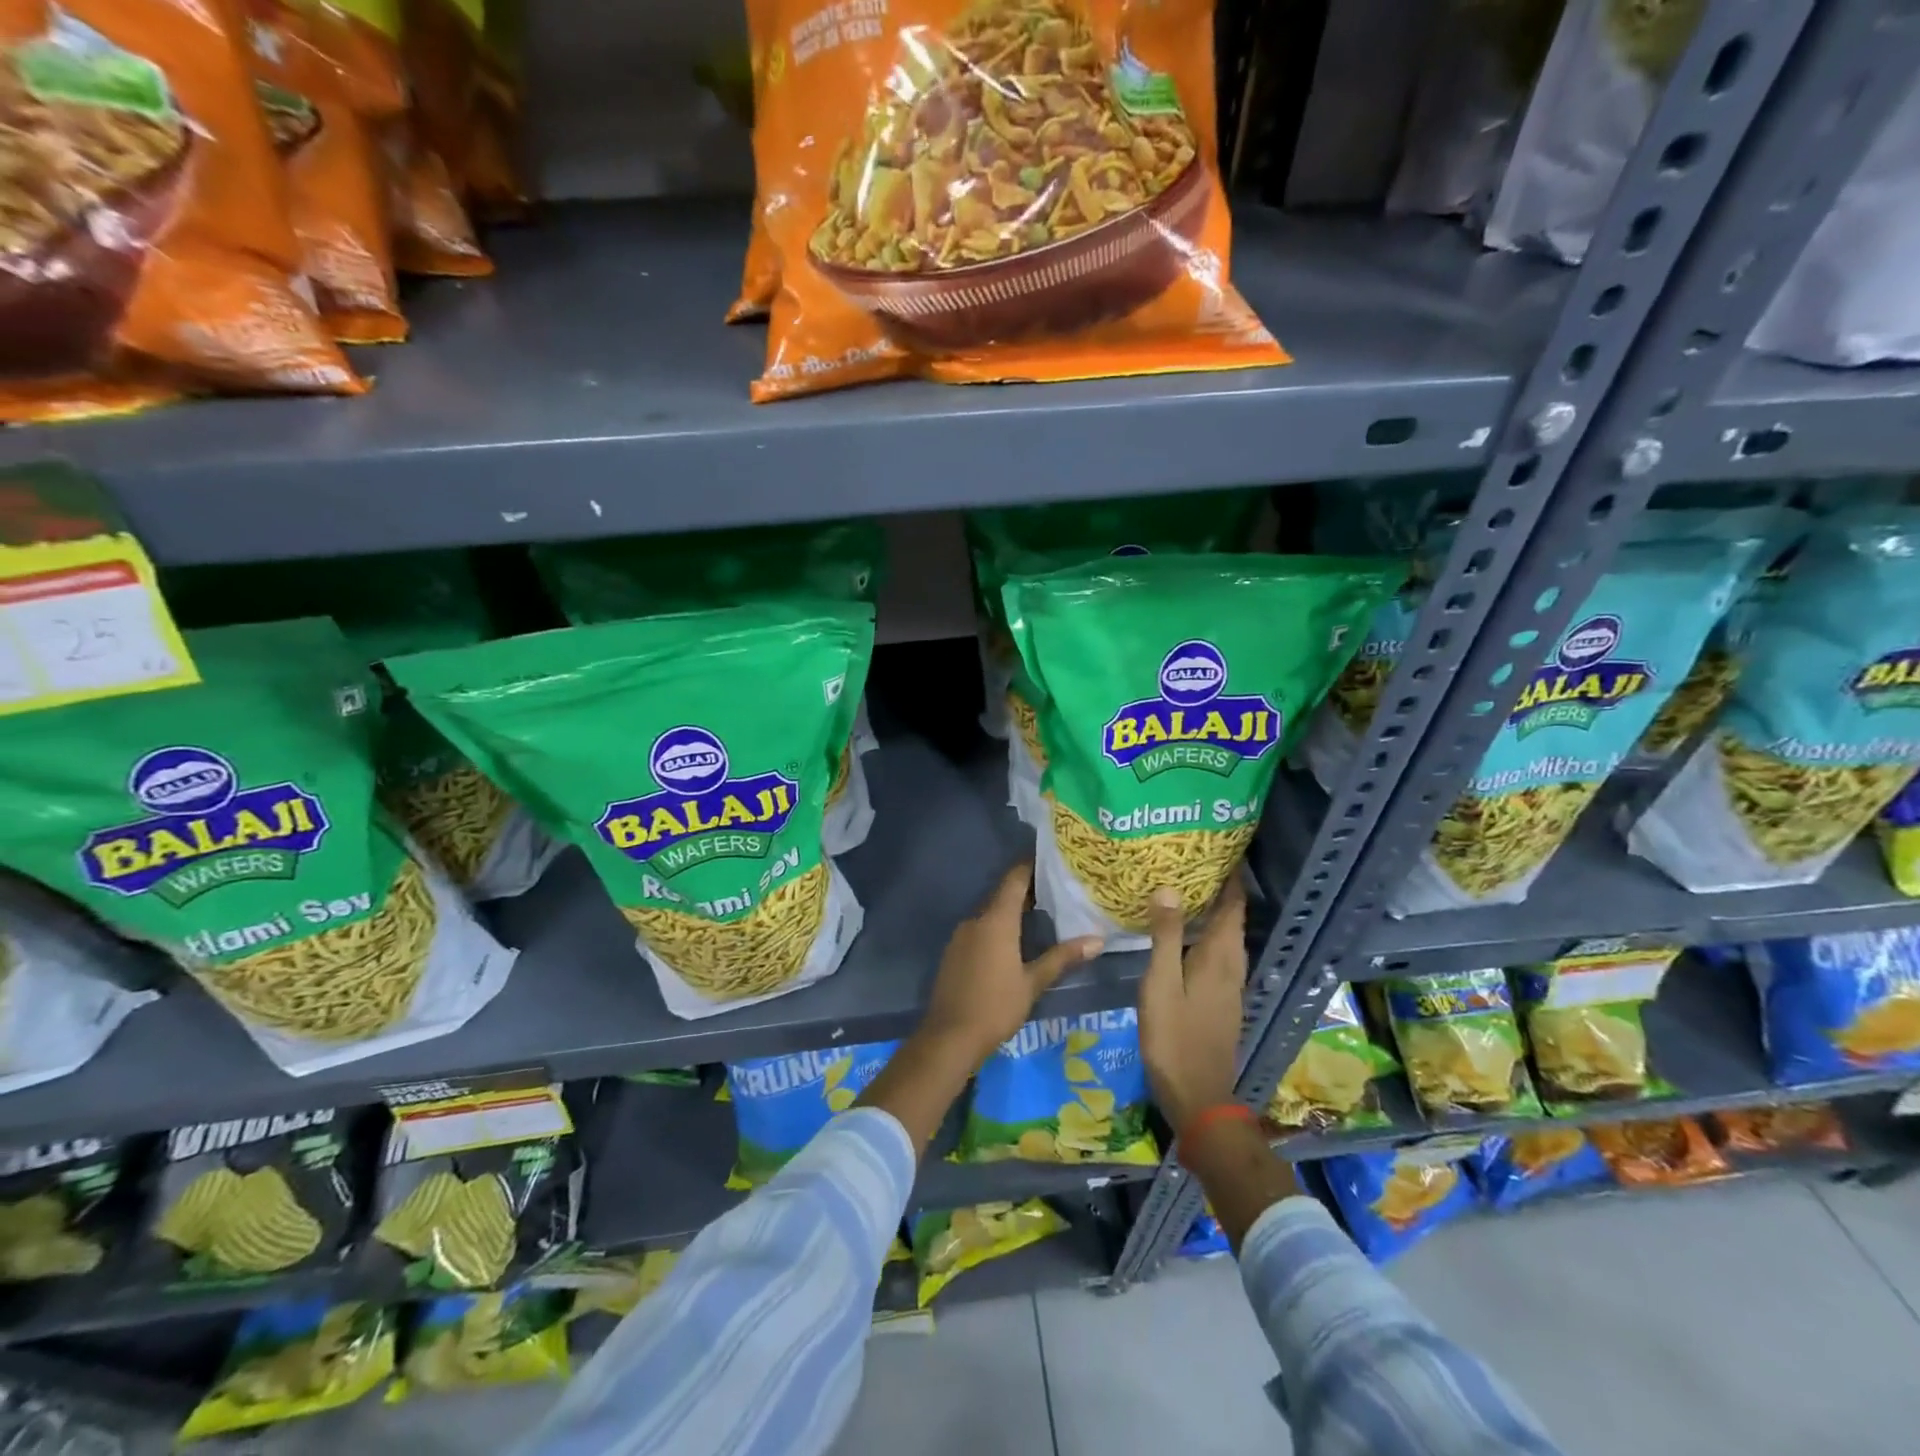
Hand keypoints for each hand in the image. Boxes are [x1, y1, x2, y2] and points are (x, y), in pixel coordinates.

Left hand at [920, 861, 1102, 1068]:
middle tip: (1056, 889)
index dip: (1031, 866)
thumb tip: (1097, 940)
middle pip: (1002, 895)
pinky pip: (979, 929)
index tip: (1052, 860)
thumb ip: (1063, 958)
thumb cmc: (996, 1006)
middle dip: (1027, 890)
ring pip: (990, 913)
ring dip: (1011, 911)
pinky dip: (997, 928)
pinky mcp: (954, 952)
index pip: (1014, 879)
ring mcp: (961, 936)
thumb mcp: (1033, 983)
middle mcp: (976, 920)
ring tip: (1041, 914)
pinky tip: (1013, 942)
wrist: (949, 1037)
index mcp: (996, 921)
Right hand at [1138, 872, 1248, 1134]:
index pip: (1233, 907)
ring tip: (1186, 892)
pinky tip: (1183, 938)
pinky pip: (1218, 956)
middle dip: (1219, 891)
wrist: (1197, 1096)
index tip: (1219, 850)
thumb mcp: (1161, 983)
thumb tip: (1168, 888)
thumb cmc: (1175, 1036)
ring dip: (1212, 914)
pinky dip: (1206, 937)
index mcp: (1220, 957)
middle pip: (1232, 920)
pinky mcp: (1221, 1003)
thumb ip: (1165, 936)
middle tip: (1193, 864)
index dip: (1230, 879)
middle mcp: (1232, 967)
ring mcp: (1229, 987)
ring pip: (1225, 939)